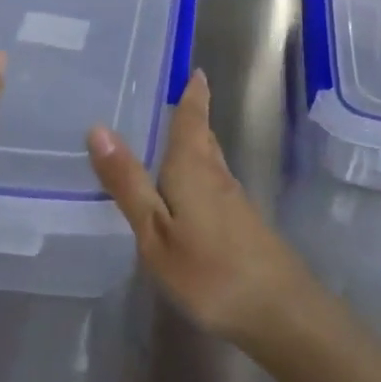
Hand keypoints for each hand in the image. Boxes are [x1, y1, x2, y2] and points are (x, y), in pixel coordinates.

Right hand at [86, 70, 315, 345]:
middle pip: (203, 134)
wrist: (282, 313)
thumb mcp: (155, 232)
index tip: (193, 68)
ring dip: (194, 141)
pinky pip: (213, 182)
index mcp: (193, 166)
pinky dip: (197, 170)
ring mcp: (234, 200)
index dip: (193, 92)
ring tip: (168, 136)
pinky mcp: (242, 224)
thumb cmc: (210, 271)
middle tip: (169, 96)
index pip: (192, 117)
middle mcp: (216, 173)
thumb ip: (129, 183)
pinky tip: (186, 188)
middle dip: (190, 114)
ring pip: (210, 158)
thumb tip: (99, 128)